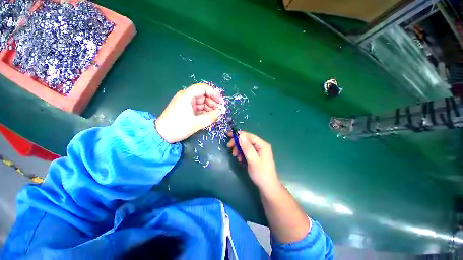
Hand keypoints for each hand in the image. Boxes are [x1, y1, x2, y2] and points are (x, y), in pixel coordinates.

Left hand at [156, 83, 223, 142]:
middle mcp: (186, 97)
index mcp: (187, 96)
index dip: (213, 93)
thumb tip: (221, 112)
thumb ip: (210, 117)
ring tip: (215, 115)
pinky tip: (209, 116)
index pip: (203, 88)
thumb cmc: (178, 127)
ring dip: (209, 107)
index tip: (221, 101)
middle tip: (219, 111)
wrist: (161, 135)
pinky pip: (198, 107)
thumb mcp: (196, 123)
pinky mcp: (186, 109)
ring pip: (201, 102)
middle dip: (212, 102)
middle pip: (203, 95)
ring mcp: (186, 103)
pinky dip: (204, 111)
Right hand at [227, 131, 279, 189]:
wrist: (267, 187)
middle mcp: (261, 145)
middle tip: (229, 147)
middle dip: (237, 143)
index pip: (249, 136)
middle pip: (247, 140)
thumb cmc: (261, 174)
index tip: (228, 136)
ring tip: (235, 156)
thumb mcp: (252, 160)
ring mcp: (259, 150)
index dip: (238, 135)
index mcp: (262, 145)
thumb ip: (247, 147)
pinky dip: (242, 153)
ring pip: (246, 145)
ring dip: (239, 149)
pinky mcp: (256, 155)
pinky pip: (247, 151)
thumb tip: (240, 135)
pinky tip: (239, 159)